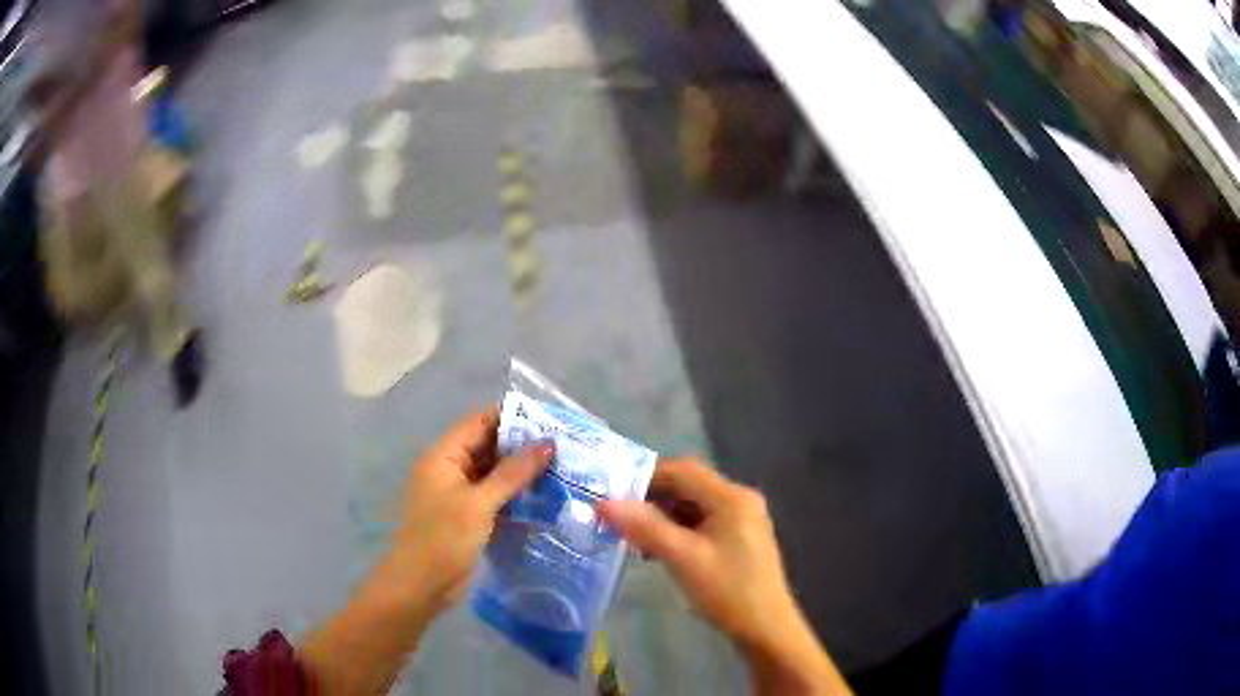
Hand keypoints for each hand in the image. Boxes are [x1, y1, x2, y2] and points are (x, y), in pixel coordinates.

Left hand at [301, 408, 552, 694]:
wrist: (421, 586)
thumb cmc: (443, 539)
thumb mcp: (478, 504)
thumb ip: (512, 473)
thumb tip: (547, 443)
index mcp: (444, 456)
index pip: (480, 422)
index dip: (513, 418)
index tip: (551, 421)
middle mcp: (451, 468)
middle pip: (489, 446)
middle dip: (523, 446)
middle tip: (565, 448)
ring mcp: (460, 493)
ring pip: (495, 473)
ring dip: (523, 472)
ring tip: (563, 469)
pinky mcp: (469, 516)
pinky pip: (496, 496)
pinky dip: (516, 495)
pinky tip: (546, 497)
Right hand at [596, 458, 848, 694]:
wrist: (765, 628)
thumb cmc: (726, 591)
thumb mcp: (682, 558)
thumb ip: (644, 527)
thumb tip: (603, 503)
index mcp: (731, 497)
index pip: (682, 470)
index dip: (645, 478)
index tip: (613, 496)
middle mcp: (740, 500)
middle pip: (689, 486)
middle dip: (653, 500)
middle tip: (619, 519)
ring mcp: (742, 520)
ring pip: (694, 506)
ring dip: (663, 518)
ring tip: (634, 539)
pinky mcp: (740, 539)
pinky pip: (703, 523)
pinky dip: (679, 531)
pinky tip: (659, 551)